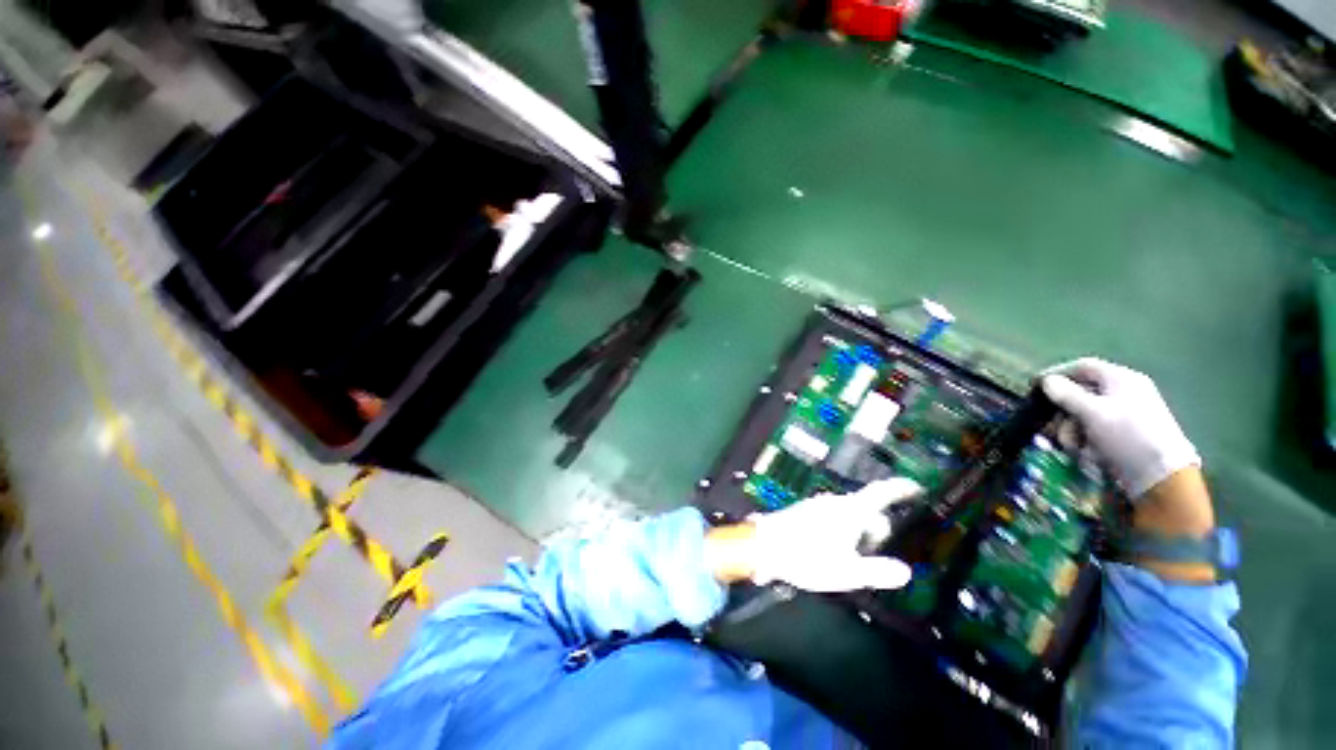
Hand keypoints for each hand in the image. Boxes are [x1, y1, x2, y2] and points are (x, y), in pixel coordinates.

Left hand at [706, 479, 919, 591]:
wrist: (764, 546)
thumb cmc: (807, 558)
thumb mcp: (847, 571)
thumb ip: (877, 571)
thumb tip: (905, 571)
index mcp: (850, 510)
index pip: (881, 493)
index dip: (900, 488)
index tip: (917, 487)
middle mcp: (835, 502)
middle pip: (866, 510)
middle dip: (877, 530)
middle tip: (875, 556)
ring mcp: (818, 505)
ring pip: (849, 516)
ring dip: (858, 534)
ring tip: (852, 560)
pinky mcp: (805, 512)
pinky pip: (833, 518)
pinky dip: (842, 532)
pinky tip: (832, 553)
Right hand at [1041, 358, 1200, 498]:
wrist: (1161, 476)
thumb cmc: (1127, 436)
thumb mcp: (1093, 412)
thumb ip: (1066, 394)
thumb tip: (1047, 380)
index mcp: (1121, 379)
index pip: (1082, 366)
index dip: (1056, 373)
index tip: (1033, 386)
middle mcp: (1124, 392)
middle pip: (1079, 393)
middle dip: (1063, 412)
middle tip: (1051, 427)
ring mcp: (1125, 414)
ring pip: (1083, 415)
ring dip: (1071, 431)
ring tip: (1074, 447)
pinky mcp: (1124, 435)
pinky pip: (1094, 430)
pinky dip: (1085, 440)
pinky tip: (1086, 453)